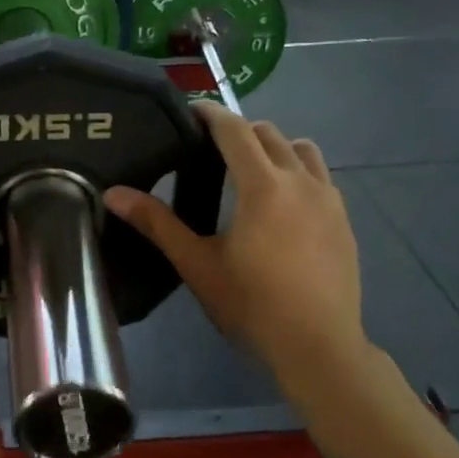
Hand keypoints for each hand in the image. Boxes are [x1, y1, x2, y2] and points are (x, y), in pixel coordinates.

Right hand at [104, 104, 369, 404]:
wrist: (318, 347)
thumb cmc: (252, 304)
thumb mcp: (197, 264)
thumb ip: (157, 223)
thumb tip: (114, 193)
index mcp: (262, 186)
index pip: (235, 130)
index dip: (211, 114)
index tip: (190, 110)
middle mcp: (300, 181)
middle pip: (269, 134)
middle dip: (239, 130)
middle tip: (211, 147)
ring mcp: (329, 199)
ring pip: (302, 150)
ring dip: (275, 147)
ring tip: (252, 169)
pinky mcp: (344, 220)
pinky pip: (320, 176)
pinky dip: (298, 171)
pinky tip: (284, 203)